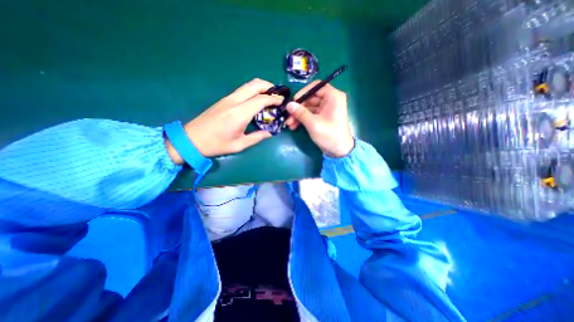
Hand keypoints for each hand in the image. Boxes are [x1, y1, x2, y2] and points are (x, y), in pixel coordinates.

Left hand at [165, 78, 282, 163]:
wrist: (191, 139)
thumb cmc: (216, 144)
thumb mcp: (239, 145)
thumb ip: (257, 137)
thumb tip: (270, 133)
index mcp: (239, 114)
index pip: (261, 100)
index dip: (273, 99)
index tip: (282, 101)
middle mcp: (234, 102)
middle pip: (254, 85)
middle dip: (268, 86)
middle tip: (277, 94)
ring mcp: (227, 99)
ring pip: (247, 85)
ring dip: (260, 87)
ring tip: (269, 95)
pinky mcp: (224, 100)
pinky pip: (242, 90)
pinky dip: (253, 90)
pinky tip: (256, 99)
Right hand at [285, 80, 354, 156]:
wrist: (339, 151)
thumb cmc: (329, 135)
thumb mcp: (313, 124)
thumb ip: (300, 113)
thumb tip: (288, 104)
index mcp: (333, 97)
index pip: (316, 86)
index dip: (303, 92)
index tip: (294, 101)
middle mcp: (330, 100)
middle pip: (310, 98)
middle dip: (298, 108)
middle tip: (288, 116)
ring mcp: (326, 109)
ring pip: (309, 107)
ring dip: (298, 115)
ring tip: (289, 124)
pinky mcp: (323, 117)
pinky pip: (311, 114)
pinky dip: (303, 119)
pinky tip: (294, 126)